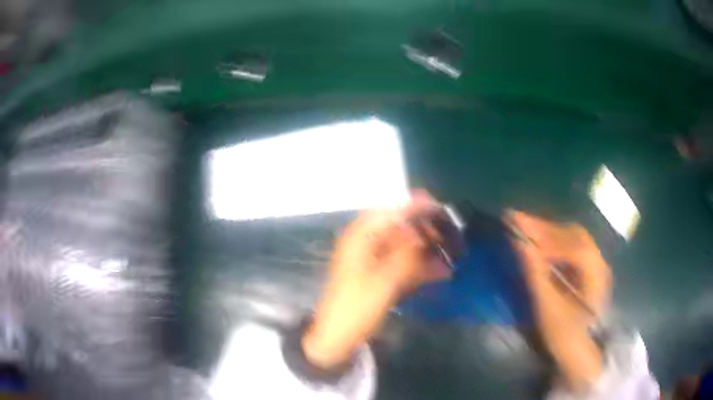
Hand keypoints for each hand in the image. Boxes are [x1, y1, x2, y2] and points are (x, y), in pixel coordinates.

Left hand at [302, 190, 451, 369]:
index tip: (441, 209)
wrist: (336, 337)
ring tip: (450, 255)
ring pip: (404, 246)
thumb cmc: (356, 308)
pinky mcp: (377, 276)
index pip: (391, 211)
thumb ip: (406, 256)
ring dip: (426, 250)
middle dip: (425, 231)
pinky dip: (419, 266)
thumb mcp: (384, 282)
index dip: (416, 207)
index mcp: (360, 238)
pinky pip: (402, 264)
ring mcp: (371, 260)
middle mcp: (365, 243)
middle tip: (450, 237)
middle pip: (400, 227)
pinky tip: (439, 272)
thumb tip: (427, 237)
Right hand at [507, 210, 611, 390]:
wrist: (579, 352)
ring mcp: (594, 263)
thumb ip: (536, 274)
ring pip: (571, 237)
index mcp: (594, 272)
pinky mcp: (587, 268)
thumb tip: (519, 243)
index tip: (518, 227)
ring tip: (524, 227)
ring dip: (548, 231)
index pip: (570, 244)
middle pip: (571, 234)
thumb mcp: (548, 308)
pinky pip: (570, 246)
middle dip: (544, 227)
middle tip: (517, 221)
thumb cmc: (564, 334)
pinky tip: (539, 242)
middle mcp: (598, 260)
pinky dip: (553, 240)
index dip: (544, 235)